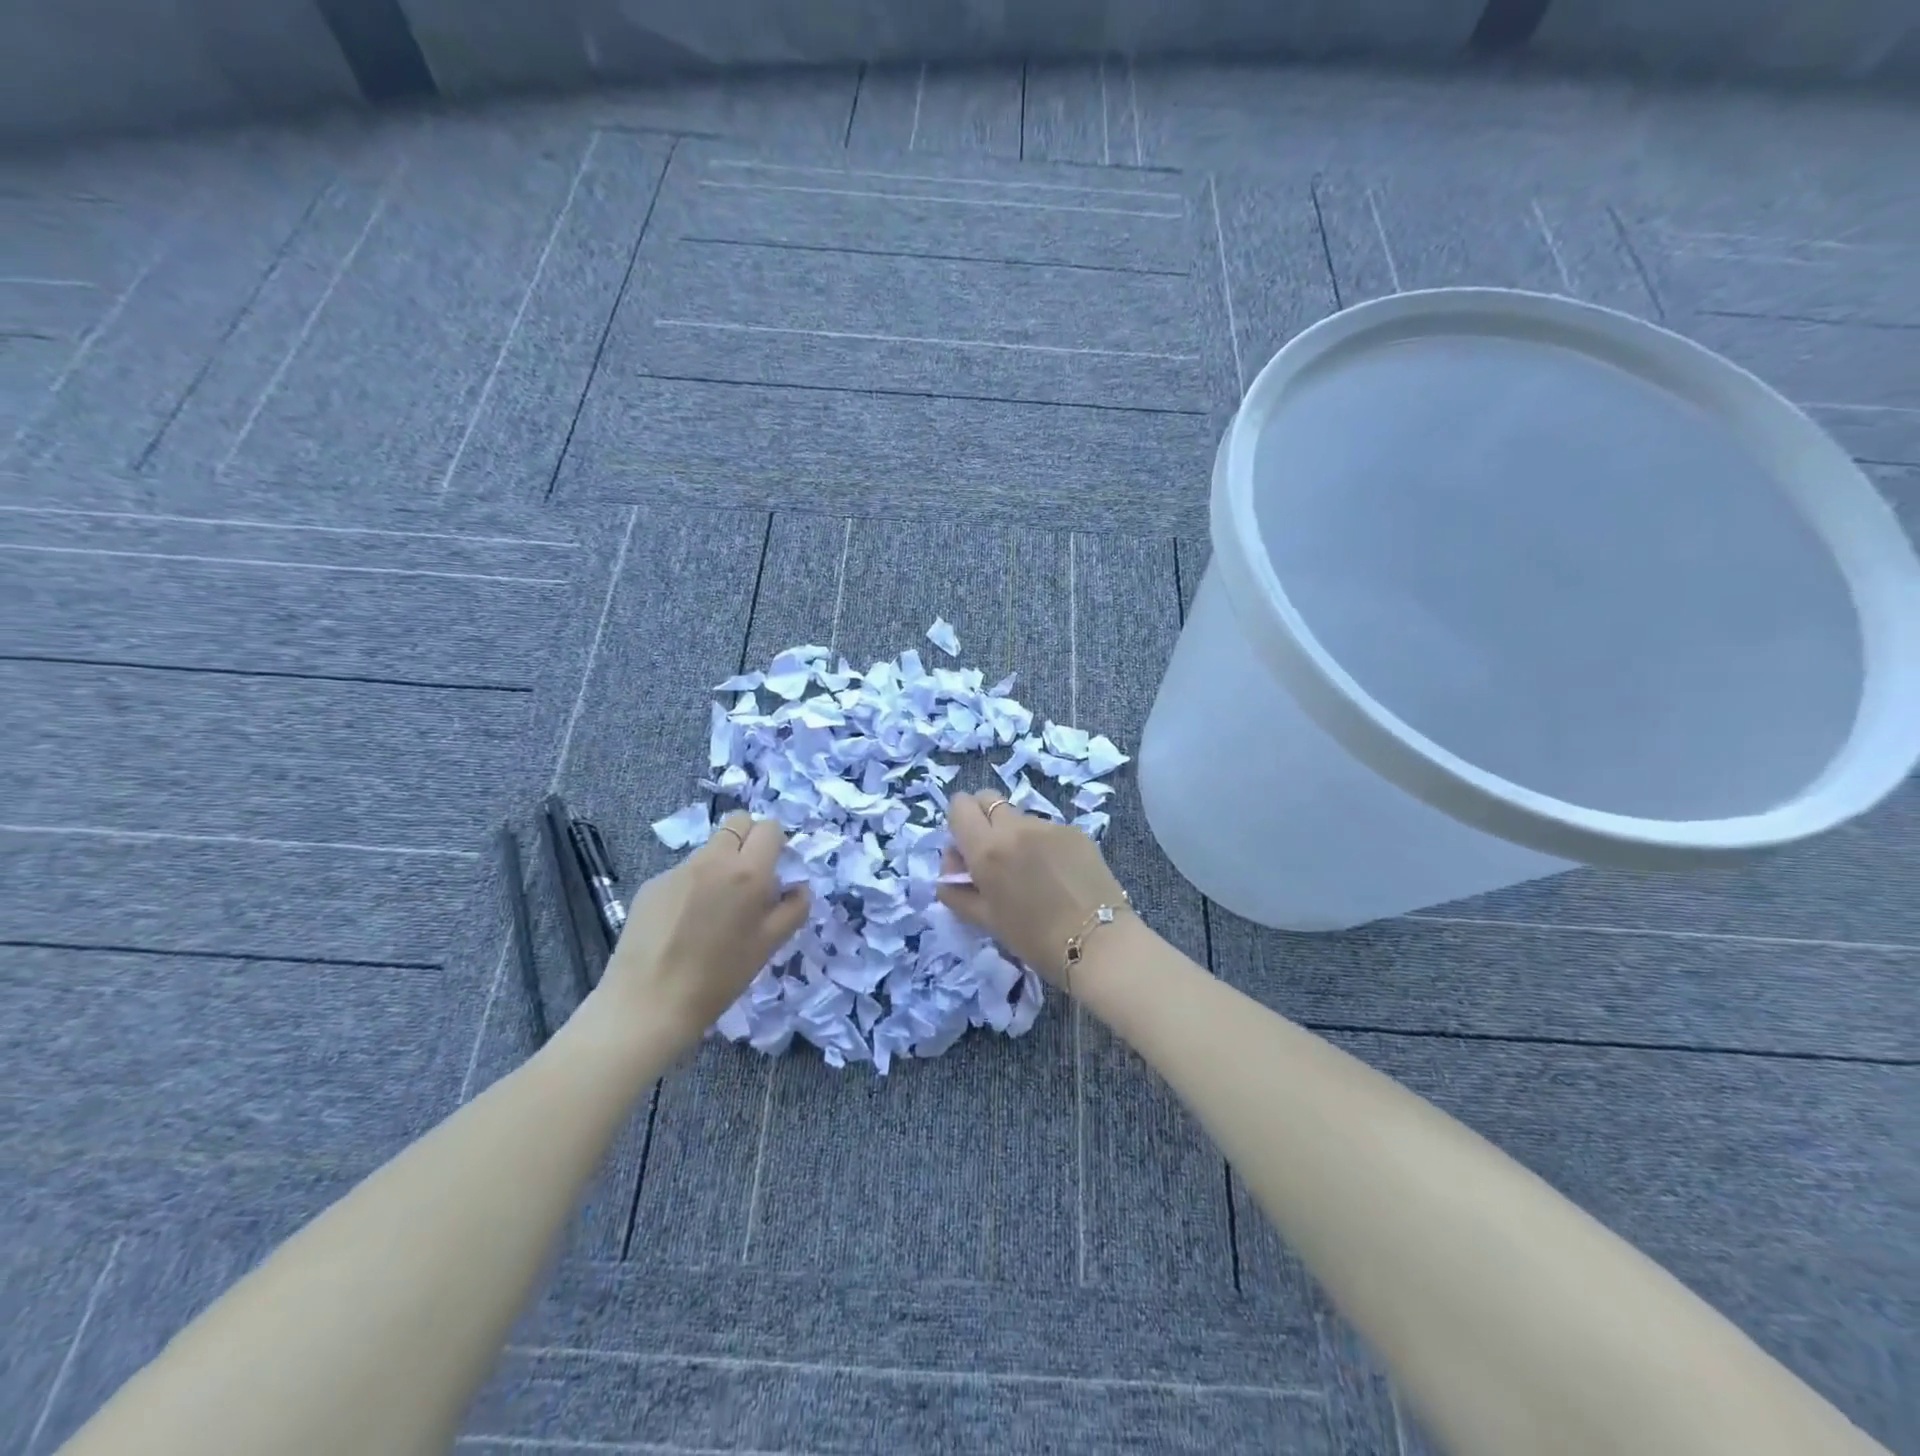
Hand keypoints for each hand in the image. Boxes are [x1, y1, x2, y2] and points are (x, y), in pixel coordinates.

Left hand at [588, 812, 810, 1048]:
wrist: (648, 1003)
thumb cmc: (719, 978)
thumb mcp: (768, 946)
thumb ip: (793, 910)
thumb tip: (799, 888)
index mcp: (748, 873)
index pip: (769, 828)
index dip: (776, 844)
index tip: (775, 870)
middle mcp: (713, 860)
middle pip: (737, 822)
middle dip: (749, 839)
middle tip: (749, 877)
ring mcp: (678, 870)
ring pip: (709, 848)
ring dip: (720, 864)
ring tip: (714, 909)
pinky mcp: (652, 884)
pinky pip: (683, 872)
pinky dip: (692, 885)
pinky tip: (683, 923)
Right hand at [936, 790, 1128, 985]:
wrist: (1099, 943)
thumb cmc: (1034, 939)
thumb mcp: (986, 920)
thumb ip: (957, 891)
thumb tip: (949, 872)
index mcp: (987, 849)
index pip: (959, 807)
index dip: (958, 823)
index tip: (966, 848)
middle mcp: (1015, 827)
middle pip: (987, 799)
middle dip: (982, 818)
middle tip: (992, 853)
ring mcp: (1048, 825)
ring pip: (1018, 815)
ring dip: (1014, 832)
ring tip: (1030, 869)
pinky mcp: (1075, 830)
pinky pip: (1046, 827)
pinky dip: (1042, 842)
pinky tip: (1056, 872)